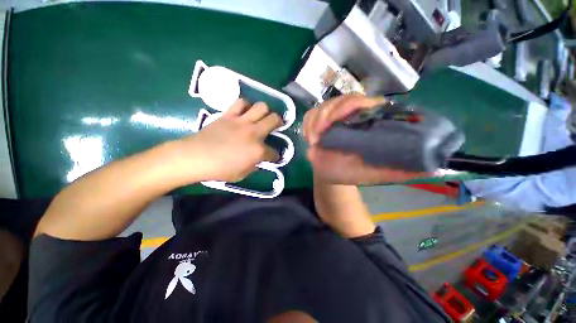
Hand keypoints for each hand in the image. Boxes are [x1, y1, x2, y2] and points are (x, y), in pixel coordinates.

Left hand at [178, 99, 282, 182]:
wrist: (196, 157)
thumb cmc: (220, 169)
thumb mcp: (242, 174)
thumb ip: (254, 165)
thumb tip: (259, 160)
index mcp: (258, 151)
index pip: (274, 153)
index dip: (275, 156)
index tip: (273, 157)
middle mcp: (254, 133)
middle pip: (274, 119)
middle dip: (279, 122)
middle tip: (275, 125)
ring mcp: (242, 122)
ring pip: (261, 106)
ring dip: (264, 111)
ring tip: (261, 116)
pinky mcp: (229, 115)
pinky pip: (240, 102)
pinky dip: (245, 105)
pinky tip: (244, 111)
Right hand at [303, 94, 428, 183]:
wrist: (330, 173)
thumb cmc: (350, 172)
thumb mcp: (374, 174)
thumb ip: (398, 170)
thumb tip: (432, 168)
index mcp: (369, 124)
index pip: (365, 102)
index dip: (350, 106)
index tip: (334, 123)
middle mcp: (353, 115)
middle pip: (341, 100)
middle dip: (326, 115)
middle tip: (318, 137)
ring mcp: (334, 116)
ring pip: (324, 105)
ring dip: (315, 121)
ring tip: (313, 141)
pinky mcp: (319, 121)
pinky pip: (311, 114)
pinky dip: (307, 124)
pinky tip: (309, 137)